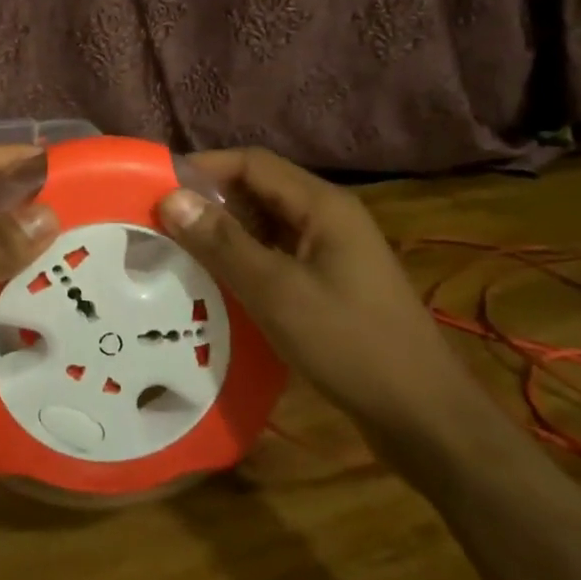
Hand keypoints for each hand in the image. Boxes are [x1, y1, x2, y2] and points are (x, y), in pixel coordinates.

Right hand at [156, 147, 495, 466]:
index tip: (157, 186)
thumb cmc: (349, 344)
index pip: (252, 163)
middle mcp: (328, 218)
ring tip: (178, 251)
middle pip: (260, 190)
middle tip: (161, 223)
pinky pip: (278, 255)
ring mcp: (332, 252)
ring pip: (267, 225)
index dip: (204, 167)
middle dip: (210, 201)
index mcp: (322, 205)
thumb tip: (172, 198)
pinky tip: (217, 283)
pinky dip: (245, 260)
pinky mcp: (330, 283)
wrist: (423, 416)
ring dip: (225, 233)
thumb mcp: (276, 291)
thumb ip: (223, 242)